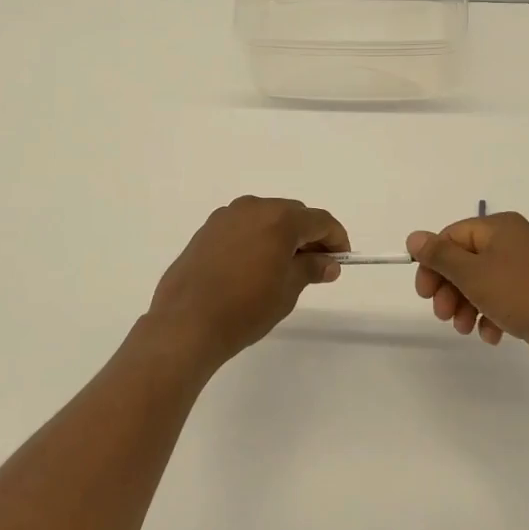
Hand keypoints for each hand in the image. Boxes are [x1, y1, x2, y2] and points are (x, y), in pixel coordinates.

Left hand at [144, 196, 347, 370]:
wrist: (186, 322)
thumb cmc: (245, 308)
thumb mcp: (287, 290)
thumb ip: (311, 269)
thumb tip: (328, 262)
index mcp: (279, 219)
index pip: (319, 220)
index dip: (336, 238)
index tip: (342, 259)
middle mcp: (253, 207)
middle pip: (293, 214)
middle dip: (309, 236)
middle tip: (317, 265)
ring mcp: (226, 216)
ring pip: (266, 218)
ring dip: (281, 235)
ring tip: (285, 267)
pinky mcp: (207, 230)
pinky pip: (243, 226)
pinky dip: (257, 238)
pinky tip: (255, 266)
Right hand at [407, 213, 528, 375]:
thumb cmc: (521, 295)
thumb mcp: (472, 274)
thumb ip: (440, 255)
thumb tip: (414, 237)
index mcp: (500, 227)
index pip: (452, 237)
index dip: (433, 264)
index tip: (424, 293)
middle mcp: (515, 241)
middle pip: (467, 260)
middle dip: (450, 289)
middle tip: (442, 315)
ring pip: (484, 282)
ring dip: (467, 305)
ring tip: (464, 328)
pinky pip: (504, 298)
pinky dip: (491, 314)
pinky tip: (491, 335)